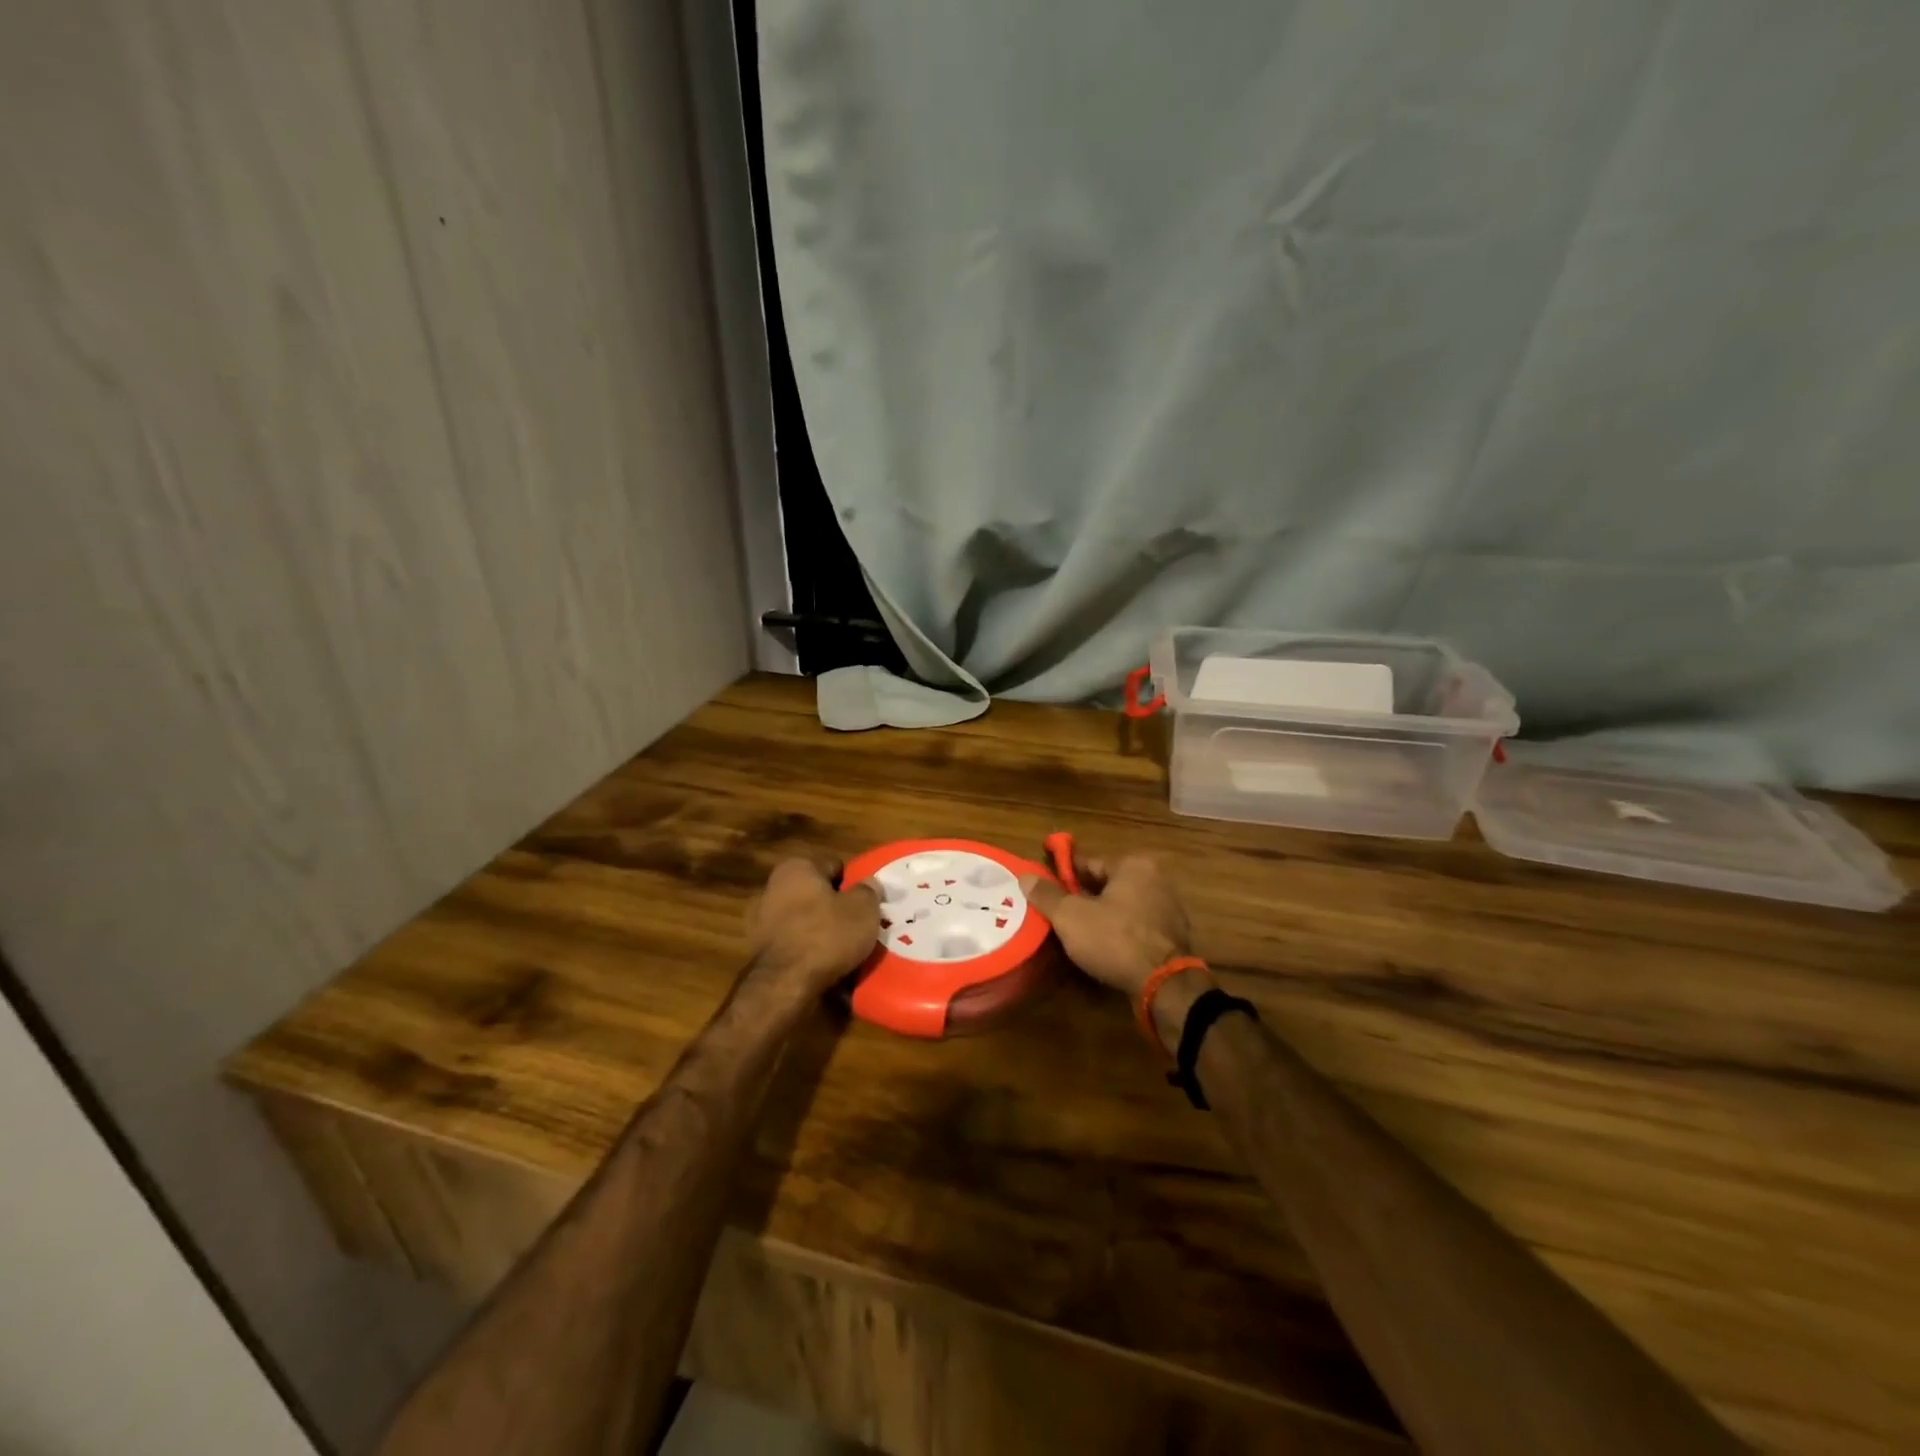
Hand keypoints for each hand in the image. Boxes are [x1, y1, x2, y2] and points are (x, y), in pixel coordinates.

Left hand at [746, 857, 880, 994]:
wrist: (784, 985)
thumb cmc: (826, 935)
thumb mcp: (863, 909)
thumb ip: (868, 891)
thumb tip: (869, 882)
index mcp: (796, 868)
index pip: (834, 865)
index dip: (854, 882)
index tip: (867, 902)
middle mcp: (772, 887)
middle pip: (816, 893)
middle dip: (835, 906)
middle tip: (859, 924)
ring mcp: (761, 920)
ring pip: (804, 919)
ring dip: (821, 930)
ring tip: (844, 948)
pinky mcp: (759, 950)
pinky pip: (794, 943)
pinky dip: (807, 950)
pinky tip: (825, 964)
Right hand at [1018, 849, 1193, 1002]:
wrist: (1163, 985)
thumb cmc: (1115, 939)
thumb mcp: (1070, 916)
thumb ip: (1047, 895)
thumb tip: (1025, 876)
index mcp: (1134, 865)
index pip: (1090, 862)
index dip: (1065, 872)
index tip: (1046, 881)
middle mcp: (1156, 880)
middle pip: (1107, 884)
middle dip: (1083, 895)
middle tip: (1056, 909)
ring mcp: (1168, 909)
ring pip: (1122, 906)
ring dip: (1101, 915)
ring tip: (1074, 930)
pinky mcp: (1172, 937)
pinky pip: (1136, 927)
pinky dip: (1119, 932)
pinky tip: (1101, 946)